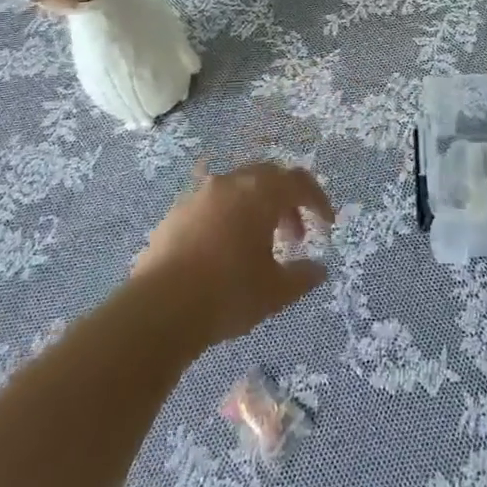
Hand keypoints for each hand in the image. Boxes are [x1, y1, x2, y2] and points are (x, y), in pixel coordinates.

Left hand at [134, 159, 334, 347]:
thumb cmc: (228, 293)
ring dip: (256, 210)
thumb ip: (302, 276)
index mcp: (259, 192)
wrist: (160, 308)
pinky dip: (228, 218)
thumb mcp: (275, 292)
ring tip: (259, 247)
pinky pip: (212, 205)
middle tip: (294, 237)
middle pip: (267, 178)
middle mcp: (230, 183)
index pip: (298, 182)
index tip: (326, 226)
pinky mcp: (175, 213)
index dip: (317, 200)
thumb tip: (319, 270)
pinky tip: (224, 253)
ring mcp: (198, 195)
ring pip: (237, 189)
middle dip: (286, 203)